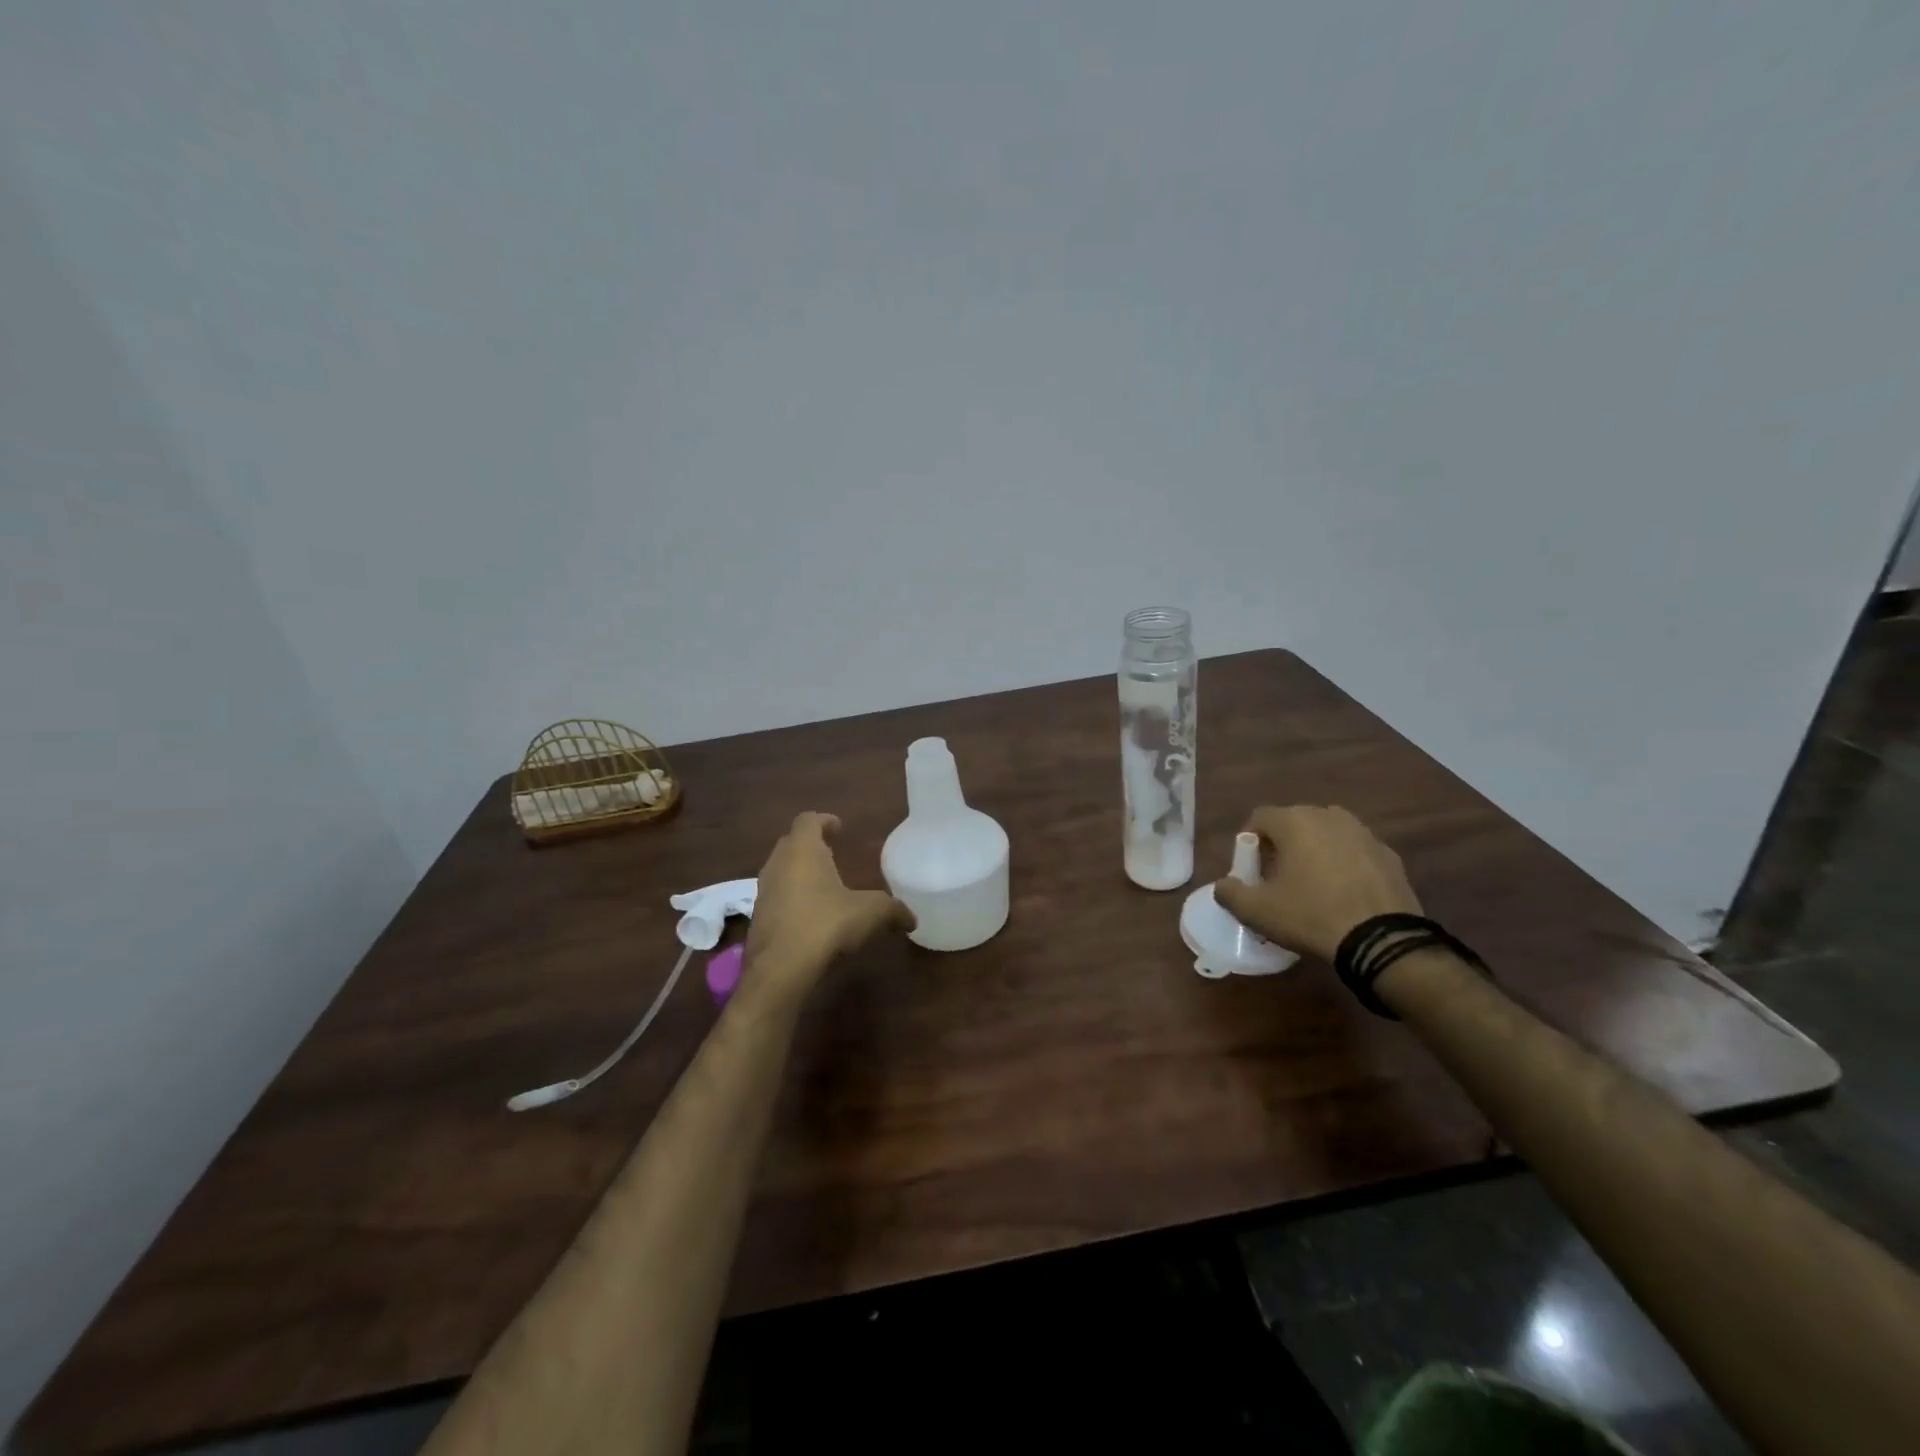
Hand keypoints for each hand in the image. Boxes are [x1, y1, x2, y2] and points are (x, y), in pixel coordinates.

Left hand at [745, 812, 914, 992]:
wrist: (780, 970)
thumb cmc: (826, 924)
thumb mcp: (871, 914)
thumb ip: (893, 910)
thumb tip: (912, 919)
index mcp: (803, 850)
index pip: (808, 820)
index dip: (824, 820)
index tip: (838, 827)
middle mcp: (778, 864)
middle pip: (792, 842)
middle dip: (811, 845)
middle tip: (832, 852)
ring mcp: (763, 891)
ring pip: (781, 870)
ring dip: (799, 872)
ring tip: (823, 885)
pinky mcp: (757, 918)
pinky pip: (777, 897)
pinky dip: (791, 898)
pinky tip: (809, 915)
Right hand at [1212, 805, 1421, 962]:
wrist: (1382, 940)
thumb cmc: (1310, 915)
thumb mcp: (1256, 911)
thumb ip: (1230, 892)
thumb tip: (1223, 886)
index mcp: (1294, 821)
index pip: (1259, 818)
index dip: (1248, 842)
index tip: (1250, 870)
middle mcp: (1328, 816)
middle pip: (1294, 822)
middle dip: (1281, 845)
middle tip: (1277, 877)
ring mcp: (1363, 833)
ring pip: (1327, 834)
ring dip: (1314, 850)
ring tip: (1312, 883)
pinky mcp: (1389, 855)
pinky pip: (1355, 851)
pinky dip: (1344, 864)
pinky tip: (1344, 893)